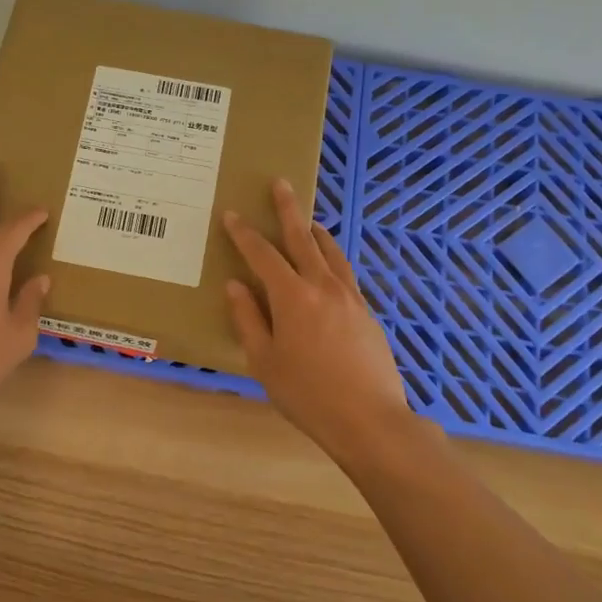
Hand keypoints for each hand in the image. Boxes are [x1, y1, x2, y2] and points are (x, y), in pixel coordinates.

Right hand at [223, 179, 412, 455]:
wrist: (369, 419)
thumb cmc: (307, 394)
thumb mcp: (264, 361)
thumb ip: (248, 319)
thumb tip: (235, 285)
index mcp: (292, 297)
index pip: (263, 255)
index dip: (245, 234)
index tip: (231, 215)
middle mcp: (322, 286)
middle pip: (302, 238)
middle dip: (288, 209)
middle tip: (281, 183)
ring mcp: (350, 297)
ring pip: (330, 252)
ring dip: (315, 231)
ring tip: (308, 219)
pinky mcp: (367, 312)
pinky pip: (345, 272)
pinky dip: (333, 257)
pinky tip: (329, 263)